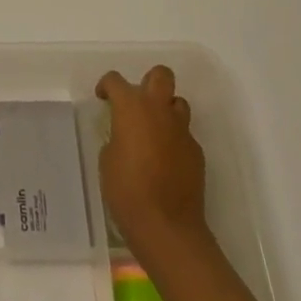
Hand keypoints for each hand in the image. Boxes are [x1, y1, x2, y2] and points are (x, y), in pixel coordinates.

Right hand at [95, 65, 209, 254]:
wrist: (167, 226)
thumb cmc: (127, 190)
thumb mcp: (107, 160)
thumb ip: (117, 137)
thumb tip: (126, 137)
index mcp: (131, 107)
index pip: (116, 80)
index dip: (107, 86)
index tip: (103, 98)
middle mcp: (159, 110)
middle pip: (161, 75)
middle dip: (149, 82)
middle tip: (138, 103)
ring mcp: (182, 130)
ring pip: (178, 103)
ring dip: (166, 110)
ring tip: (155, 132)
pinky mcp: (197, 152)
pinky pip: (185, 135)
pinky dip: (175, 140)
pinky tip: (167, 162)